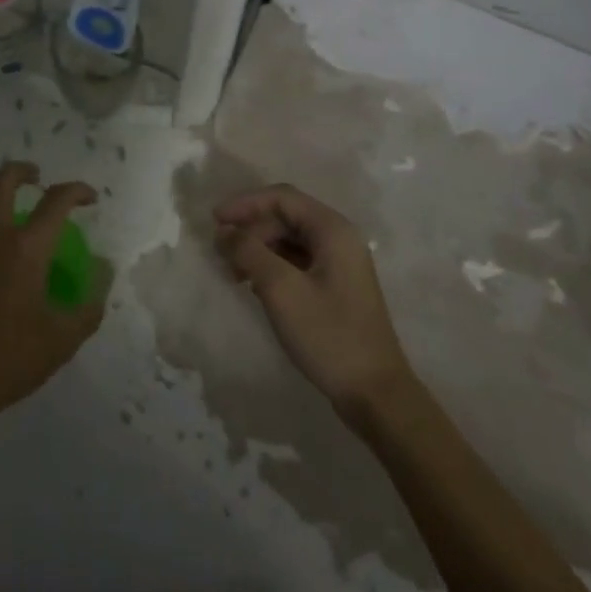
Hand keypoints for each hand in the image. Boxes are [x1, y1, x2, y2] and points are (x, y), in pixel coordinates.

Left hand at [0, 161, 105, 434]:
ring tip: (9, 195)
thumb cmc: (7, 361)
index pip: (56, 201)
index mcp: (25, 249)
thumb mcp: (63, 339)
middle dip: (24, 171)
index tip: (89, 197)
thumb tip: (104, 272)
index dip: (77, 191)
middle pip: (4, 180)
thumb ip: (90, 304)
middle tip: (38, 178)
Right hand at [216, 184, 413, 412]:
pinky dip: (274, 266)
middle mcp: (339, 238)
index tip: (215, 220)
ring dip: (260, 249)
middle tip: (221, 253)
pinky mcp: (337, 287)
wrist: (375, 394)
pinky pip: (299, 261)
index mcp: (333, 229)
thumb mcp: (281, 290)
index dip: (245, 204)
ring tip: (234, 273)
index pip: (282, 197)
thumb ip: (249, 252)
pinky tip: (255, 287)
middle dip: (251, 229)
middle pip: (286, 217)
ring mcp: (341, 264)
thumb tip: (223, 230)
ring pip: (291, 240)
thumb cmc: (328, 335)